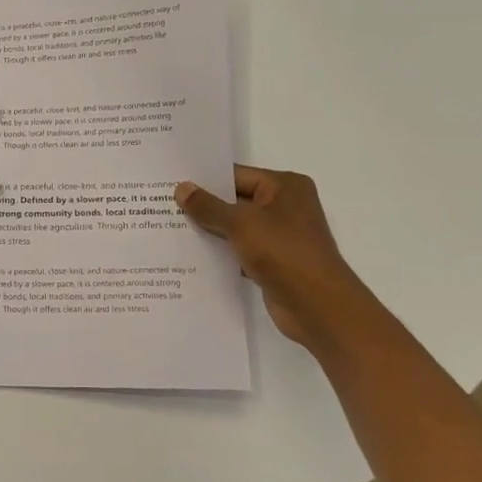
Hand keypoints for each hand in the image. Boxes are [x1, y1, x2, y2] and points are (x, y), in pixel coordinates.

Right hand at [175, 166, 367, 347]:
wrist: (317, 306)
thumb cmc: (283, 253)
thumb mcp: (241, 224)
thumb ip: (208, 207)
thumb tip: (181, 188)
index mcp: (285, 186)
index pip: (237, 175)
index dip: (205, 180)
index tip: (171, 183)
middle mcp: (285, 206)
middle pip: (235, 200)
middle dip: (204, 206)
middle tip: (163, 205)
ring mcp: (280, 235)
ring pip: (236, 227)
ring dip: (210, 231)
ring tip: (170, 228)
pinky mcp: (273, 261)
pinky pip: (240, 249)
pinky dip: (220, 252)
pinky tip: (190, 255)